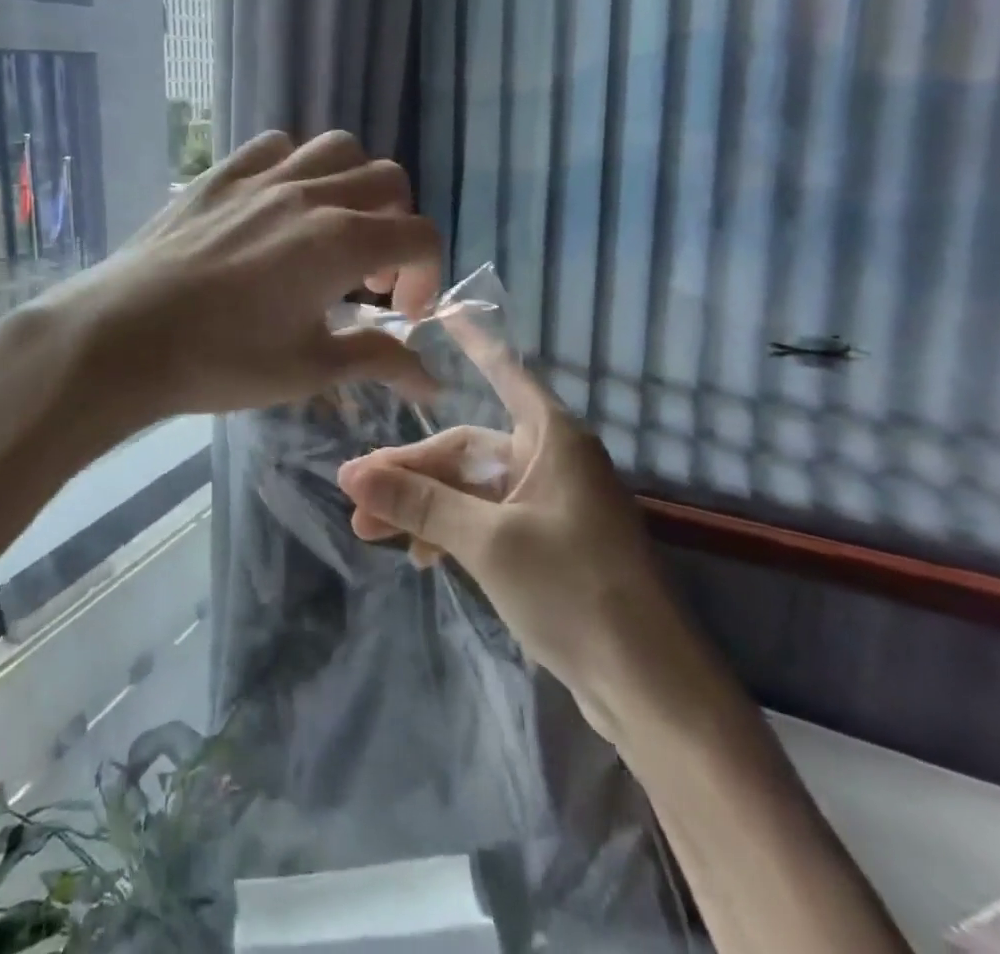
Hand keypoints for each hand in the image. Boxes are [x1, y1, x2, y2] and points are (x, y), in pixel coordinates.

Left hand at [61, 130, 441, 418]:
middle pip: (389, 182)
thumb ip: (376, 361)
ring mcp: (262, 177)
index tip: (401, 313)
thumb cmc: (220, 360)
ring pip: (337, 149)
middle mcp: (311, 195)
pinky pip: (275, 147)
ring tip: (333, 229)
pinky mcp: (220, 175)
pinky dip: (296, 167)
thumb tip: (432, 384)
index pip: (419, 235)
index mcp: (341, 242)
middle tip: (370, 276)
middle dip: (398, 226)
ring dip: (354, 185)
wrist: (124, 337)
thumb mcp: (307, 369)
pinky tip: (278, 206)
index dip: (427, 275)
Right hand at [335, 318, 666, 707]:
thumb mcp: (486, 542)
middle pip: (468, 449)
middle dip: (411, 471)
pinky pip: (486, 520)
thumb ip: (419, 502)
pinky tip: (419, 556)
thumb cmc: (574, 591)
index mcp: (552, 438)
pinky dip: (452, 532)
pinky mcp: (548, 544)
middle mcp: (552, 460)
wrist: (649, 689)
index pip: (504, 371)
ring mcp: (551, 504)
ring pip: (472, 489)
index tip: (441, 311)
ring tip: (371, 532)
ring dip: (424, 507)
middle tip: (357, 496)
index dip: (471, 342)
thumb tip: (350, 474)